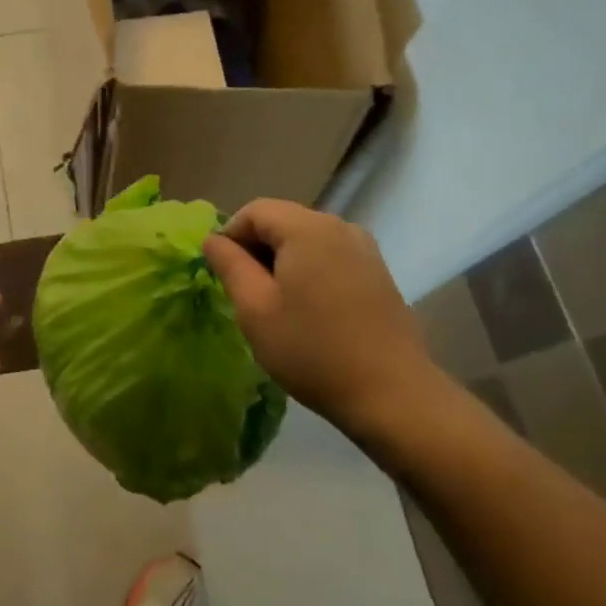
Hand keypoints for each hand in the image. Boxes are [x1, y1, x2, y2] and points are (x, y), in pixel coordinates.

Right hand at [202, 200, 441, 446]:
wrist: (391, 394)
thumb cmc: (312, 350)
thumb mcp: (255, 308)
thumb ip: (229, 265)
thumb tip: (213, 238)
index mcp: (306, 228)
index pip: (254, 211)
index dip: (231, 237)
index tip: (225, 277)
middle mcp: (339, 226)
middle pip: (282, 221)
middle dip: (257, 249)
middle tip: (247, 295)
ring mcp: (364, 248)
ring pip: (306, 239)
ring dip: (283, 262)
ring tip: (277, 305)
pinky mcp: (377, 271)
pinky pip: (330, 256)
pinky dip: (309, 271)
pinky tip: (310, 310)